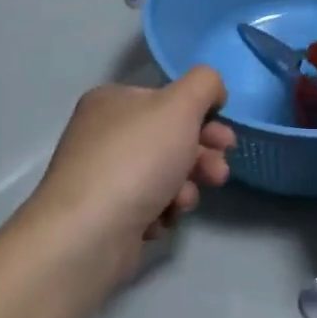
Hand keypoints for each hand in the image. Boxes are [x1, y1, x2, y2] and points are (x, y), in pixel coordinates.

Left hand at [28, 67, 235, 285]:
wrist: (89, 233)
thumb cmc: (137, 159)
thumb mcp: (180, 106)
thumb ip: (204, 84)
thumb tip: (213, 89)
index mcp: (113, 101)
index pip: (168, 100)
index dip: (203, 117)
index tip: (227, 140)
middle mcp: (103, 133)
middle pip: (169, 139)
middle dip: (201, 157)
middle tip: (218, 174)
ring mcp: (103, 175)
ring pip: (164, 175)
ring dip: (184, 188)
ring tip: (183, 202)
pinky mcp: (106, 213)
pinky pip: (148, 205)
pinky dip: (161, 211)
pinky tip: (159, 219)